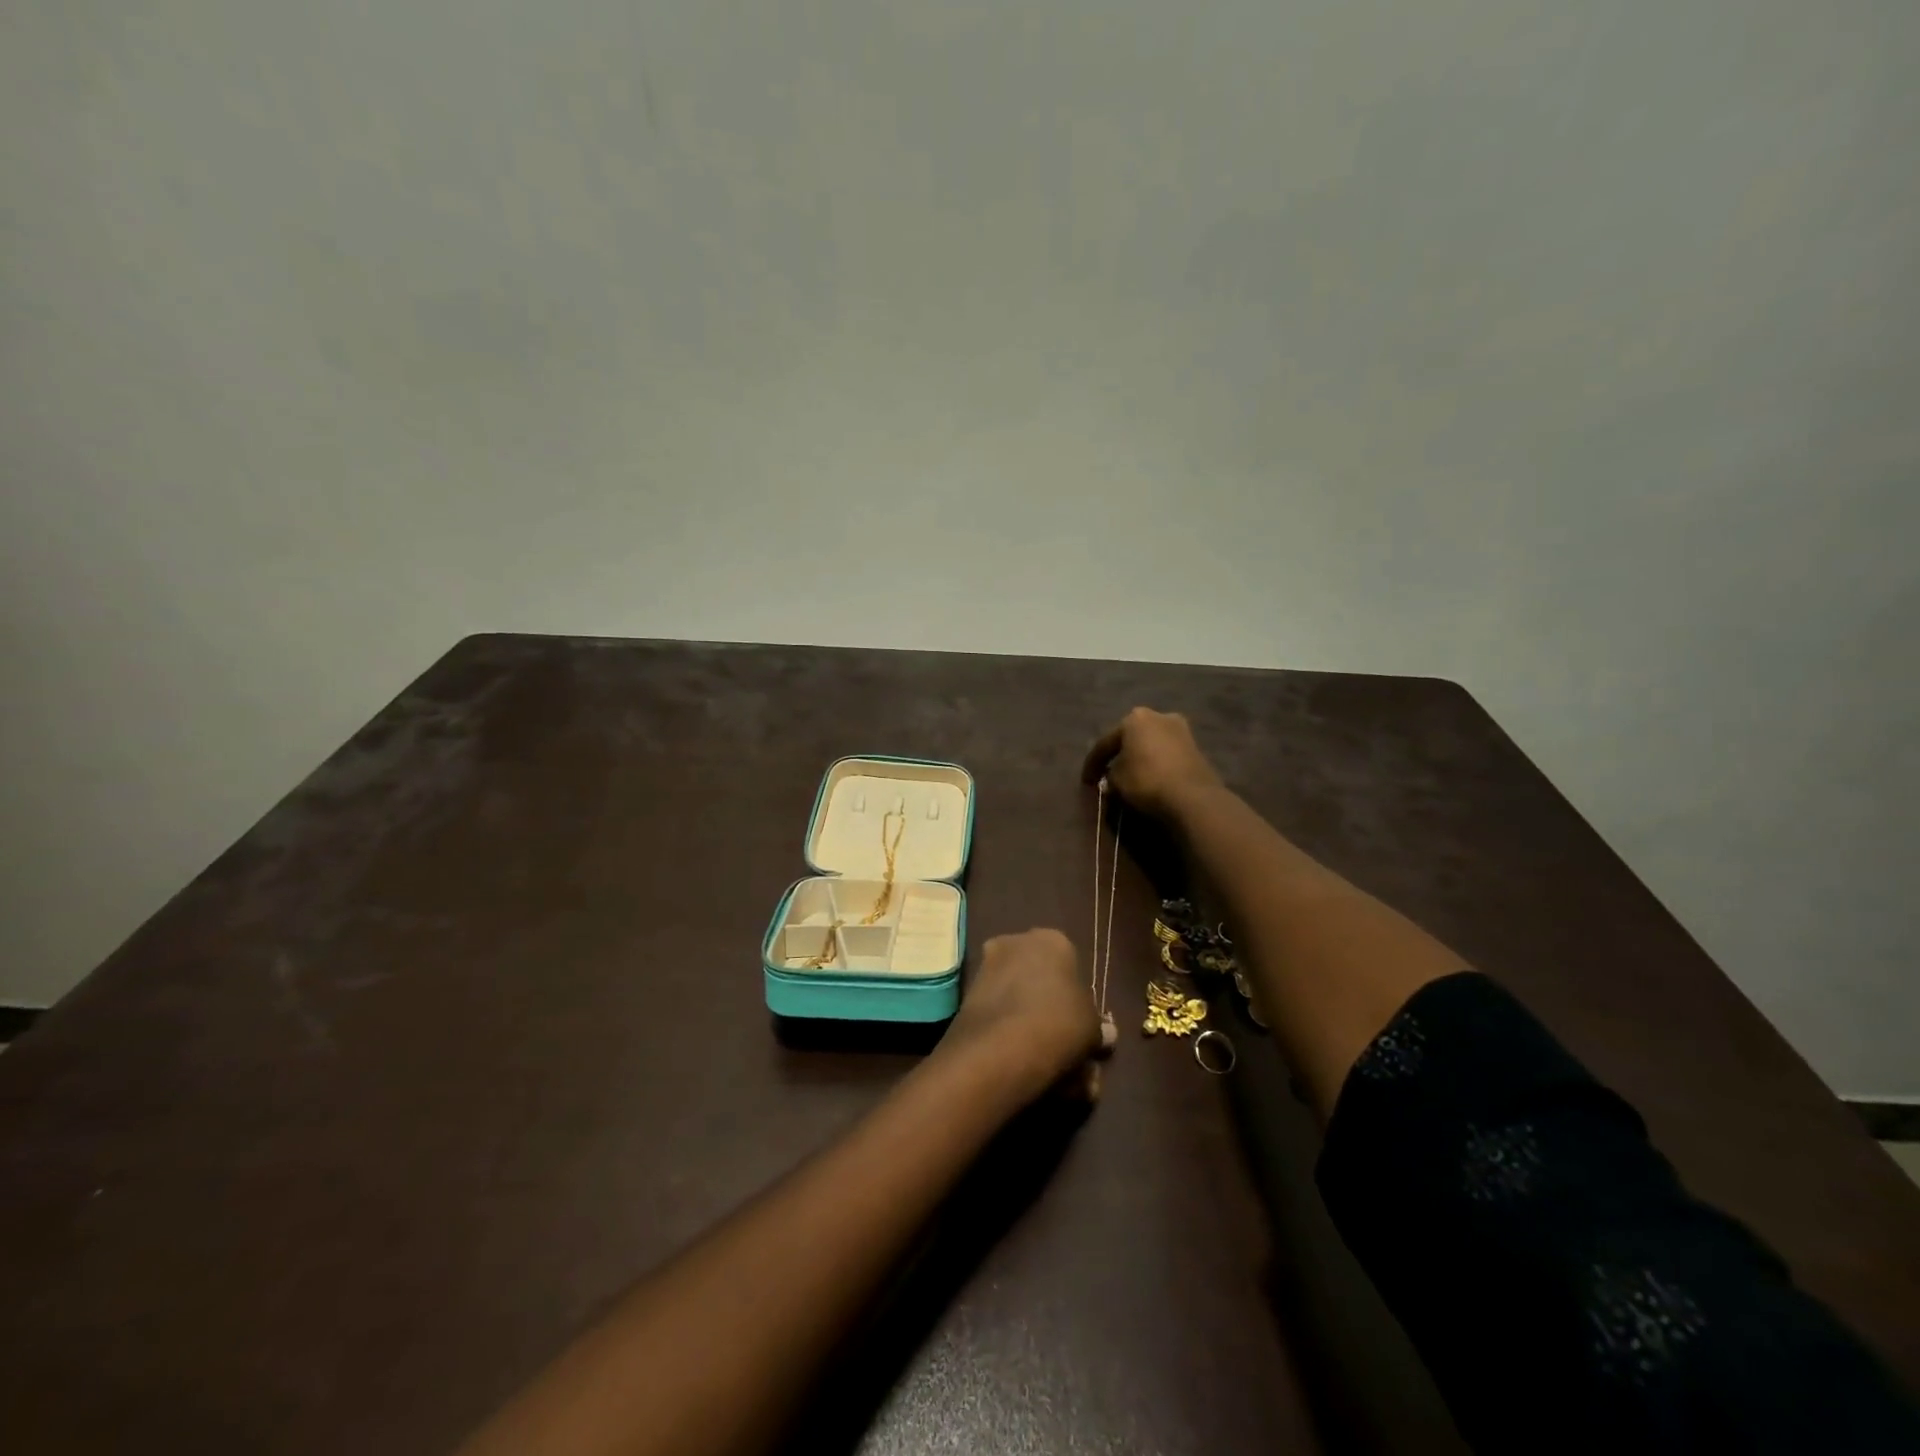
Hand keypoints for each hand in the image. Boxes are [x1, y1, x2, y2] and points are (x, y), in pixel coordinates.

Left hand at [938, 929, 1100, 1098]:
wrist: (1000, 1047)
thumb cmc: (1060, 1024)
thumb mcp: (1092, 1029)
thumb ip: (1097, 1028)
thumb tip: (1105, 1035)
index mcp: (1053, 940)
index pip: (1070, 964)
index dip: (1076, 998)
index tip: (1079, 1025)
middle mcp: (1017, 941)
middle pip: (1039, 975)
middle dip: (1048, 1005)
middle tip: (1060, 1041)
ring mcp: (987, 964)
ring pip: (1015, 994)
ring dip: (1026, 1019)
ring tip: (1039, 1058)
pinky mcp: (966, 992)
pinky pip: (996, 1009)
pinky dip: (1006, 1029)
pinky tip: (1016, 1058)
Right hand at [1082, 707, 1223, 820]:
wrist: (1193, 796)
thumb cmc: (1146, 781)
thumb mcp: (1117, 780)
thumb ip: (1110, 774)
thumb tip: (1112, 776)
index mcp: (1134, 718)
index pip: (1105, 742)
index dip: (1092, 764)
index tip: (1086, 781)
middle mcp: (1158, 716)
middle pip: (1131, 738)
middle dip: (1119, 755)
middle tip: (1108, 773)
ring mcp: (1181, 730)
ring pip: (1151, 744)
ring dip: (1140, 758)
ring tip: (1130, 777)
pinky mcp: (1196, 748)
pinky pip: (1166, 754)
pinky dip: (1156, 764)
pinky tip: (1151, 778)